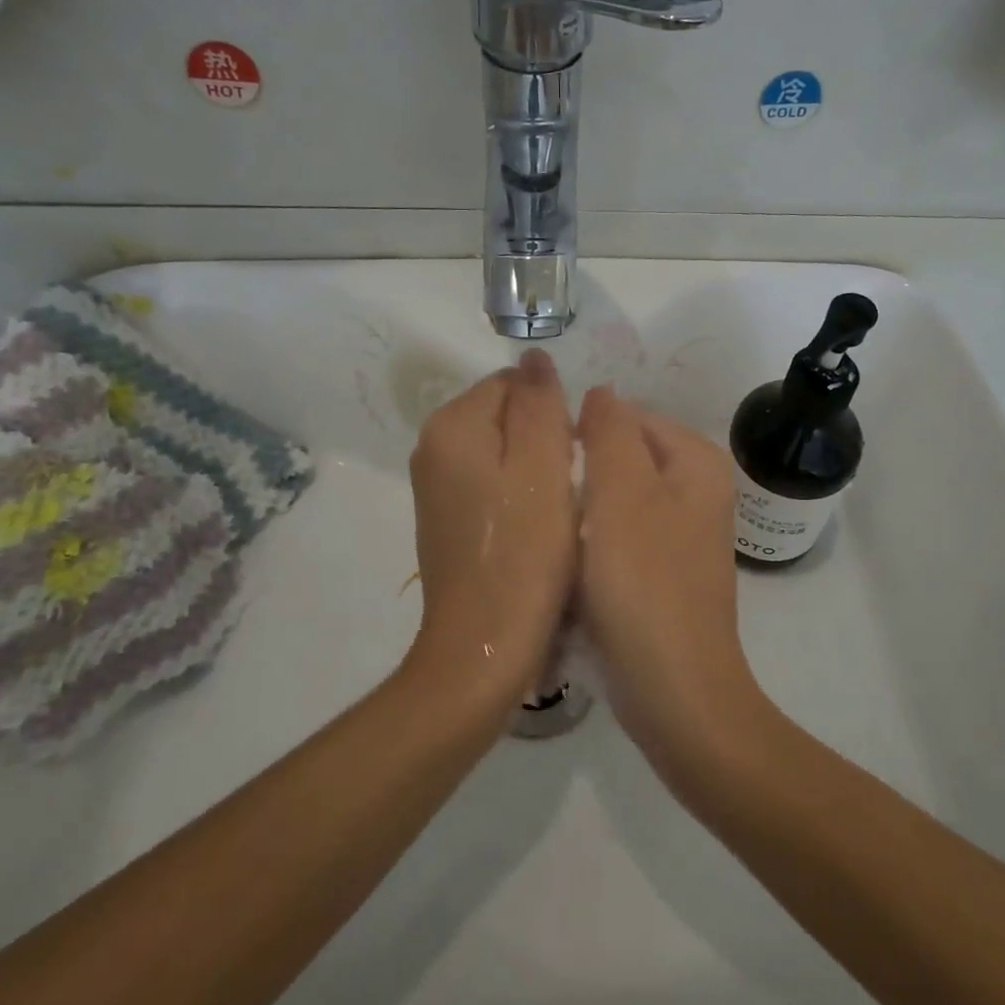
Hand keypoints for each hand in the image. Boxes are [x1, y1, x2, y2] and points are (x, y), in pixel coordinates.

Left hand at [403, 350, 577, 718]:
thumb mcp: (543, 465)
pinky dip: (519, 496)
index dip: (553, 413)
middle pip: (504, 416)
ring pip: (501, 452)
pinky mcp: (446, 520)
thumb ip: (539, 402)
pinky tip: (537, 530)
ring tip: (557, 511)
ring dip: (535, 471)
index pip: (512, 384)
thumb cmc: (524, 553)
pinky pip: (491, 485)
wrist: (484, 647)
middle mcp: (432, 448)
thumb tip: (533, 357)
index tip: (572, 457)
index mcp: (452, 426)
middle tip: (568, 487)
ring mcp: (435, 488)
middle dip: (543, 440)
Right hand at [576, 386, 761, 769]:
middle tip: (543, 504)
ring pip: (615, 498)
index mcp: (695, 461)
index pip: (625, 416)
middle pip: (621, 457)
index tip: (543, 467)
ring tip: (551, 533)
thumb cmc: (644, 584)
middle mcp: (697, 489)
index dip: (580, 433)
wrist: (674, 692)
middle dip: (581, 473)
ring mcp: (682, 532)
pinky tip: (569, 564)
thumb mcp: (620, 493)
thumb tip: (600, 392)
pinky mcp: (664, 570)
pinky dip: (594, 541)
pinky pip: (620, 534)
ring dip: (582, 509)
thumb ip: (609, 431)